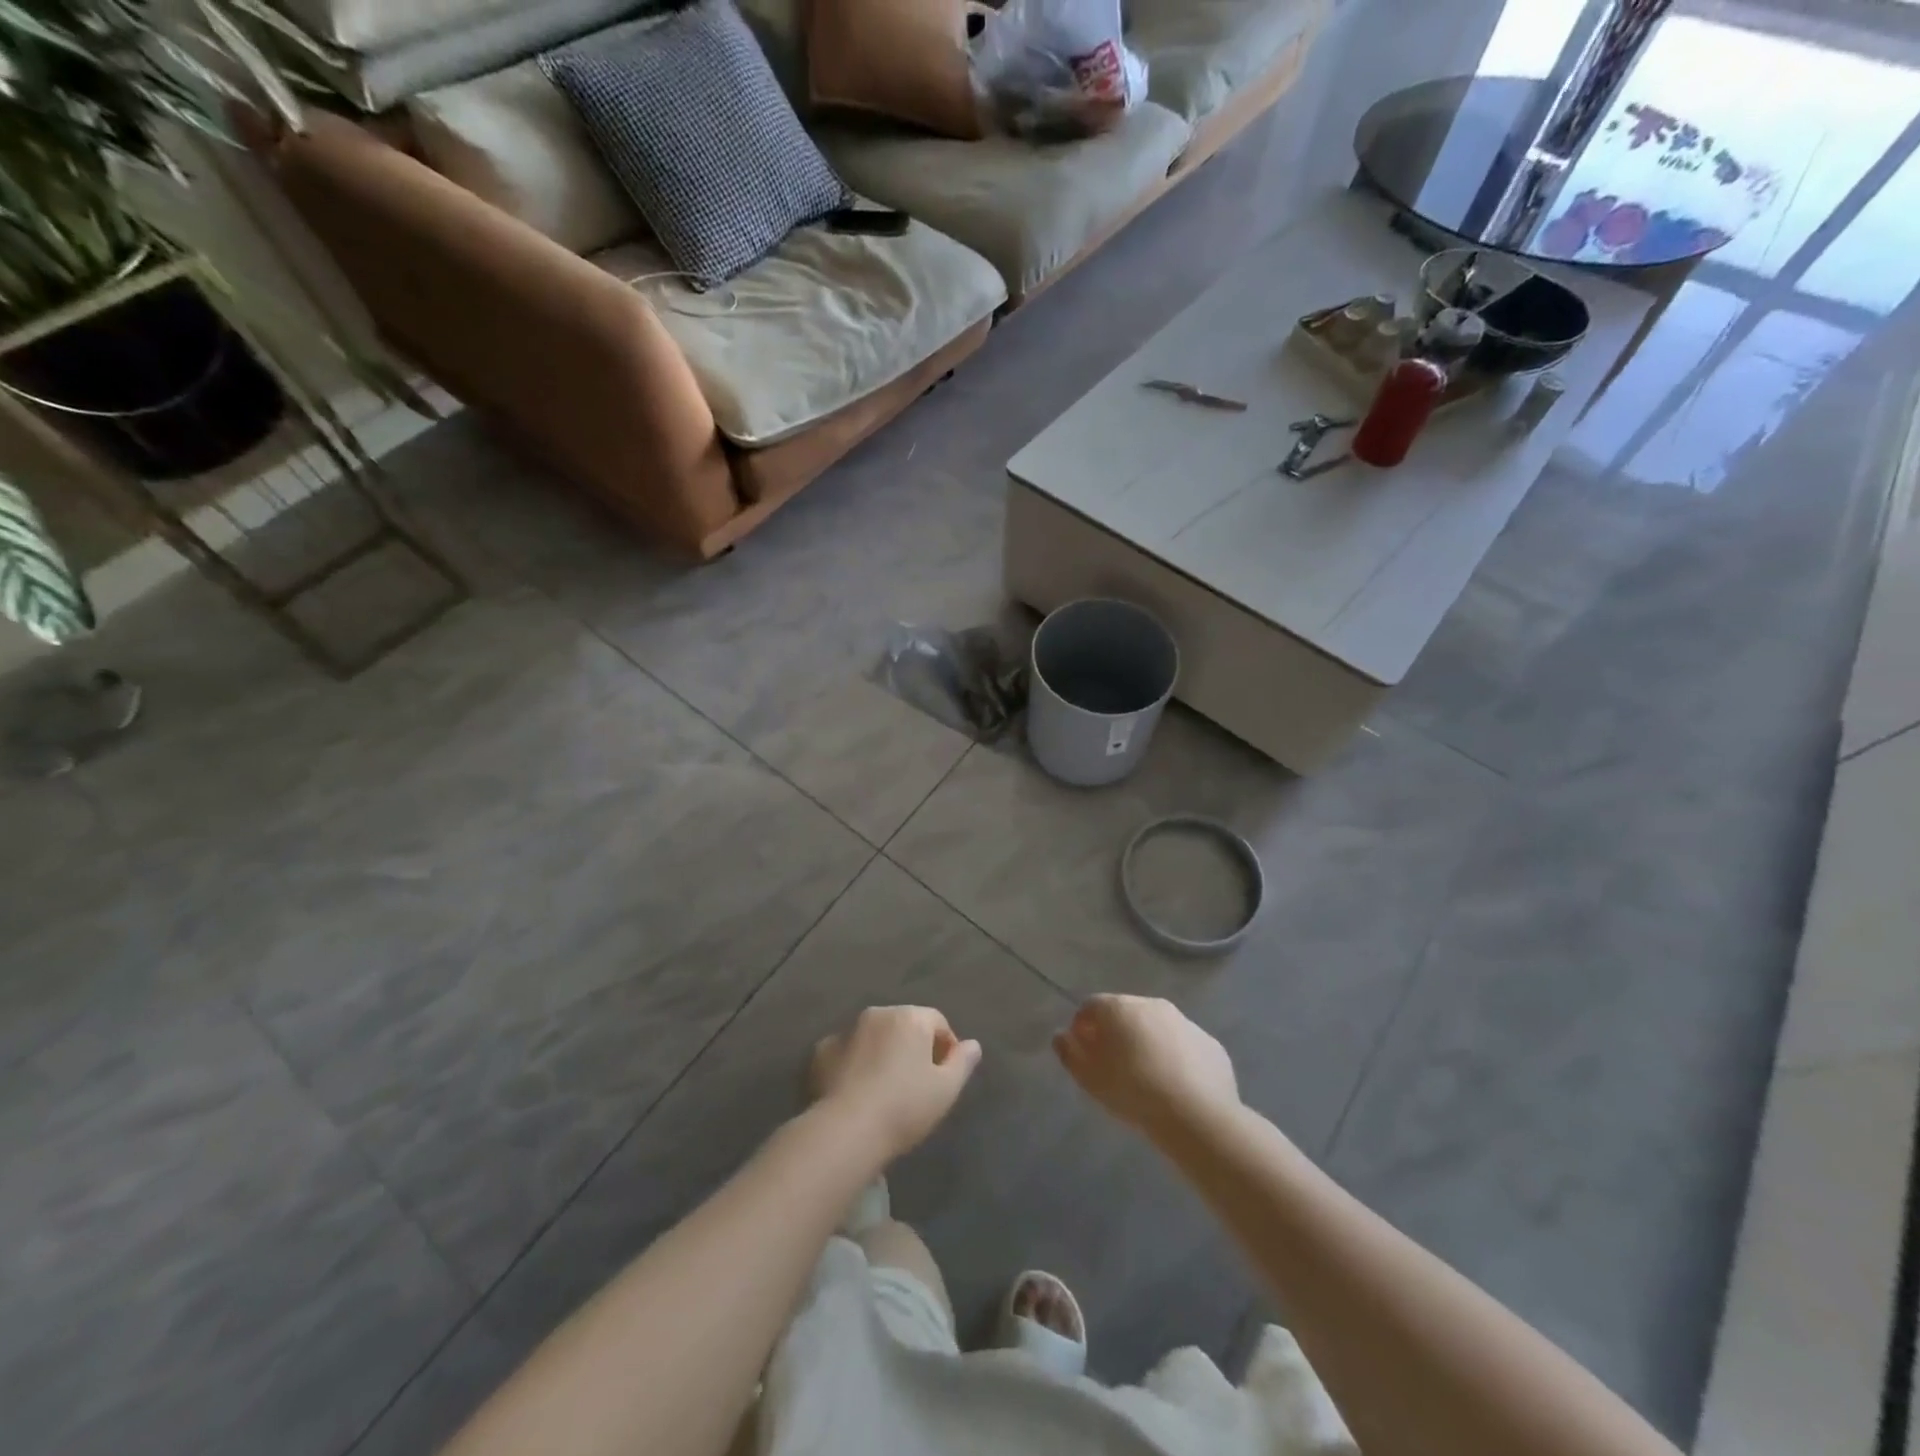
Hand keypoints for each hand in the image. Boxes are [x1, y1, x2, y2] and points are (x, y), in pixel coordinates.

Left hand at [810, 1006, 981, 1161]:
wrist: (847, 1129)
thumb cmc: (905, 1106)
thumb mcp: (946, 1089)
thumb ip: (963, 1062)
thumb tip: (973, 1044)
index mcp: (910, 1017)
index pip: (937, 1021)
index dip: (946, 1047)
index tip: (946, 1076)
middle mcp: (878, 1014)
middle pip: (904, 1025)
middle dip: (914, 1047)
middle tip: (918, 1083)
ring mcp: (846, 1030)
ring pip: (874, 1037)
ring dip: (883, 1053)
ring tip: (886, 1089)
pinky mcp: (821, 1051)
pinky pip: (847, 1052)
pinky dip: (855, 1063)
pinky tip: (858, 1091)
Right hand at [1054, 995, 1239, 1139]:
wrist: (1197, 1116)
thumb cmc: (1133, 1092)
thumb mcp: (1089, 1078)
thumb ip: (1070, 1053)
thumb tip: (1062, 1036)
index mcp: (1119, 1008)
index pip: (1091, 1006)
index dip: (1082, 1027)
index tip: (1083, 1053)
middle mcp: (1152, 1004)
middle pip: (1125, 1013)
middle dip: (1116, 1033)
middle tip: (1114, 1066)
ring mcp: (1185, 1022)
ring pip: (1157, 1028)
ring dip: (1147, 1043)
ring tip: (1147, 1079)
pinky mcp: (1209, 1043)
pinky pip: (1184, 1046)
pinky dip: (1176, 1058)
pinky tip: (1176, 1087)